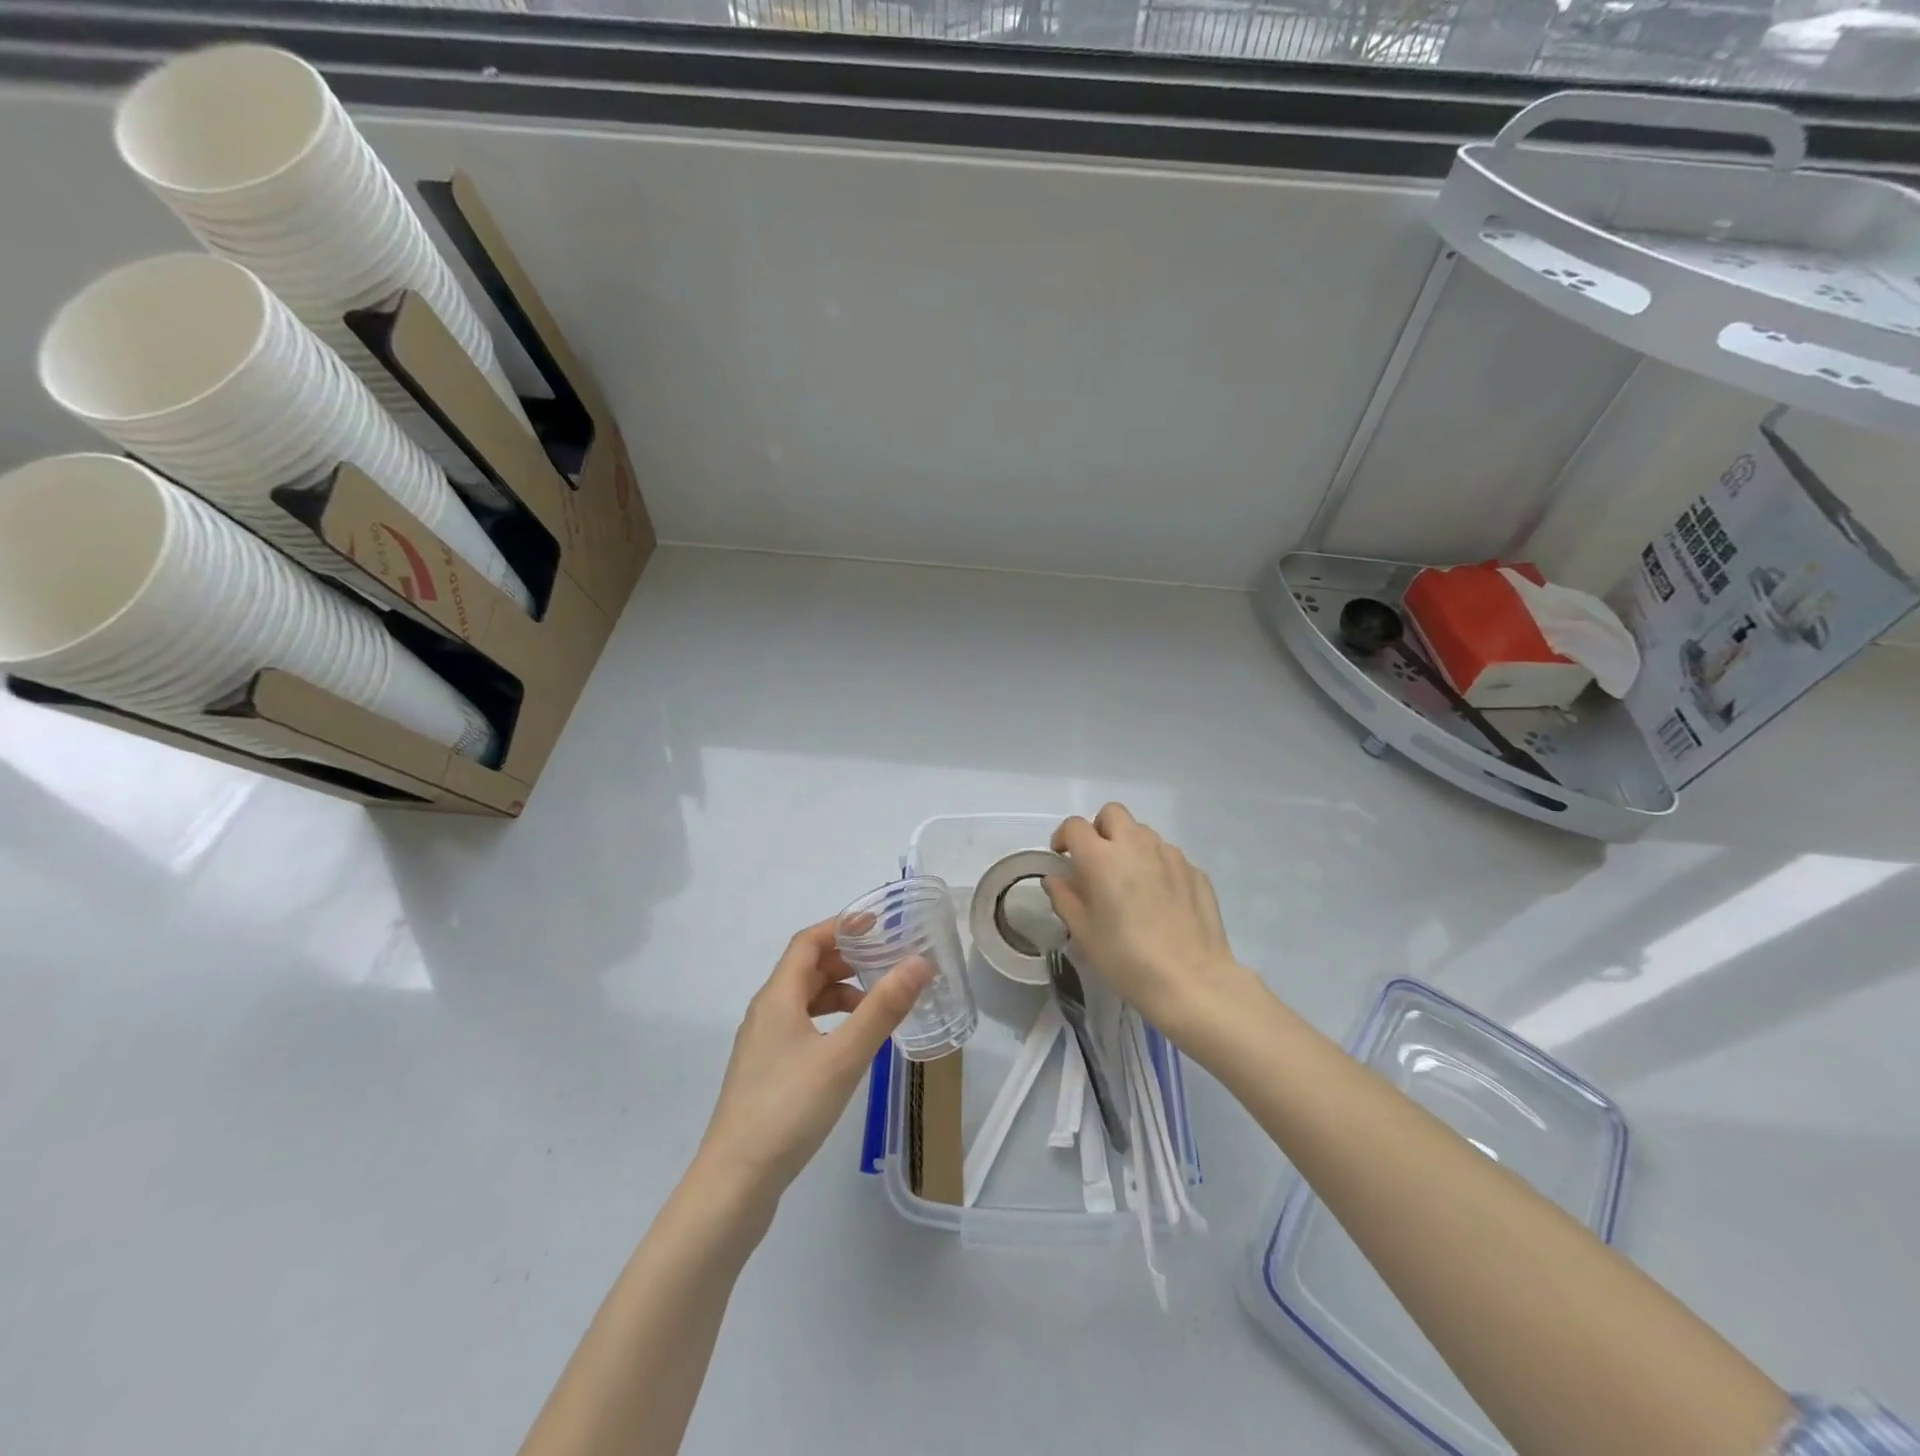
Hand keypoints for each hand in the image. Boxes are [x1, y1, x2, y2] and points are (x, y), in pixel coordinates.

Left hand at [696, 920, 930, 1204]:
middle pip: (806, 968)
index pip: (808, 942)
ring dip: (839, 991)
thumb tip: (919, 962)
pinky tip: (850, 1044)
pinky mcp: (766, 1072)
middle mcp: (766, 1012)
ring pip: (804, 1000)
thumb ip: (883, 1008)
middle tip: (887, 961)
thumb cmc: (789, 1109)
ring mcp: (762, 1044)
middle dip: (846, 959)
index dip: (841, 926)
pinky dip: (829, 1020)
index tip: (879, 926)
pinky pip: (801, 1026)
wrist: (734, 1182)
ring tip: (877, 1003)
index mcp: (777, 997)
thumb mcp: (844, 1056)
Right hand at [1044, 804, 1252, 1035]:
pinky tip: (1159, 900)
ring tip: (1130, 882)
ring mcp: (1170, 855)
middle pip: (1113, 814)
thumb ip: (1064, 897)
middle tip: (1097, 861)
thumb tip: (1056, 878)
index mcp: (1101, 857)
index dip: (1063, 837)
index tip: (1062, 857)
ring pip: (1143, 833)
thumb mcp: (1082, 932)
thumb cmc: (1125, 958)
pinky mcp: (1195, 871)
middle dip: (1100, 830)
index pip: (1075, 826)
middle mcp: (1136, 845)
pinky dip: (1156, 867)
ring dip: (1130, 847)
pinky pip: (1168, 856)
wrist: (1190, 980)